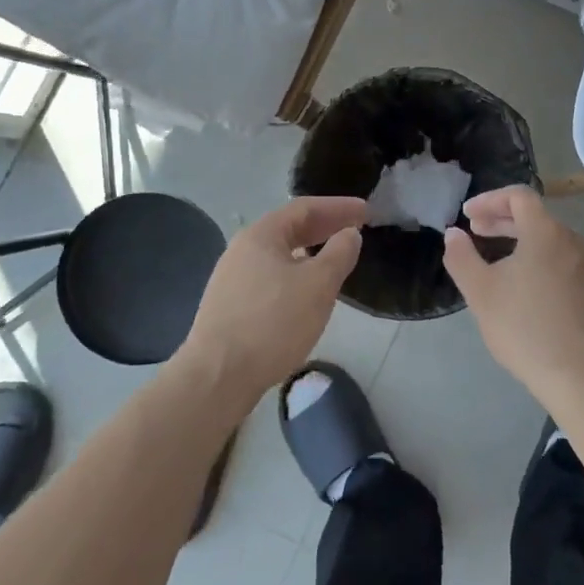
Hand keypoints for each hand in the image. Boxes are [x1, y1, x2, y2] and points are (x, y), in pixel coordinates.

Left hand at [179, 196, 365, 409]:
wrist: (217, 377)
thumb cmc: (272, 323)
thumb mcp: (318, 285)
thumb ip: (339, 254)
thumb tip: (349, 234)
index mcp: (261, 235)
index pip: (305, 208)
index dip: (339, 207)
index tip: (366, 211)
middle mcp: (242, 250)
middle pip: (290, 229)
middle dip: (325, 227)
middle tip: (356, 230)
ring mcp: (232, 279)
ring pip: (280, 255)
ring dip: (311, 252)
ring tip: (335, 261)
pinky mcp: (230, 307)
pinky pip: (271, 277)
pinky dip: (296, 274)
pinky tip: (306, 293)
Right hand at [443, 186, 583, 412]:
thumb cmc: (527, 329)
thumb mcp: (482, 293)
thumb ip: (462, 257)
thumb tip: (454, 234)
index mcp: (547, 232)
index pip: (518, 196)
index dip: (489, 199)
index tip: (467, 215)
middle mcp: (573, 240)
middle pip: (535, 217)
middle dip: (501, 220)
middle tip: (475, 232)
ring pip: (550, 240)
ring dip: (520, 241)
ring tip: (496, 261)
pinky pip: (562, 261)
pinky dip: (538, 260)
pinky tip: (524, 287)